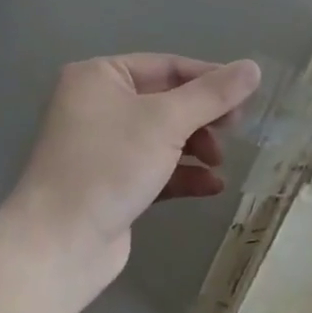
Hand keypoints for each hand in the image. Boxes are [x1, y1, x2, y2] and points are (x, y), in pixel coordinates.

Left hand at [0, 54, 261, 306]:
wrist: (58, 246)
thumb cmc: (109, 166)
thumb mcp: (166, 122)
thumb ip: (213, 94)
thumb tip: (253, 67)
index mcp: (100, 77)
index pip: (167, 66)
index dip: (210, 79)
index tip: (247, 97)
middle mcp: (98, 105)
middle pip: (167, 101)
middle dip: (203, 117)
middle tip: (236, 130)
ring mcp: (103, 147)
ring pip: (163, 136)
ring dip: (196, 147)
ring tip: (219, 162)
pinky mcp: (111, 184)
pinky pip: (155, 168)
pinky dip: (183, 174)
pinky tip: (212, 187)